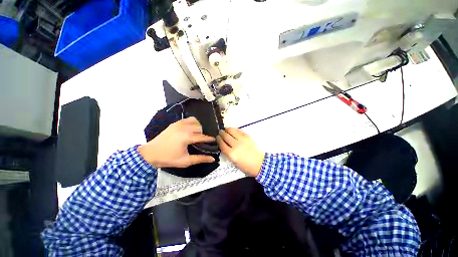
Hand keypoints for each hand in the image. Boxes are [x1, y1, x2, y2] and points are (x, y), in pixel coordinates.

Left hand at [138, 117, 215, 167]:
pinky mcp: (173, 124)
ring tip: (196, 135)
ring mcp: (178, 124)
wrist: (152, 153)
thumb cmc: (169, 159)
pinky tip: (188, 131)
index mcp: (187, 137)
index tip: (215, 141)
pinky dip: (190, 123)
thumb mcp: (185, 161)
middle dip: (203, 134)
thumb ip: (200, 159)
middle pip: (199, 127)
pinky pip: (185, 120)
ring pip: (193, 121)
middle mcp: (183, 127)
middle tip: (202, 142)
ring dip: (197, 127)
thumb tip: (213, 159)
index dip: (209, 139)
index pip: (202, 136)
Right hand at [217, 128, 264, 176]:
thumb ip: (228, 153)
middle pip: (225, 136)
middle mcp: (236, 146)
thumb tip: (224, 145)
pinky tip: (234, 130)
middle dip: (221, 133)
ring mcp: (242, 140)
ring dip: (227, 130)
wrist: (260, 164)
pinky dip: (235, 130)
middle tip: (220, 132)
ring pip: (232, 131)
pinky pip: (239, 131)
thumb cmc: (246, 166)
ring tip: (226, 130)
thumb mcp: (234, 162)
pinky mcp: (248, 137)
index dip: (218, 139)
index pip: (221, 144)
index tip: (217, 137)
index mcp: (231, 154)